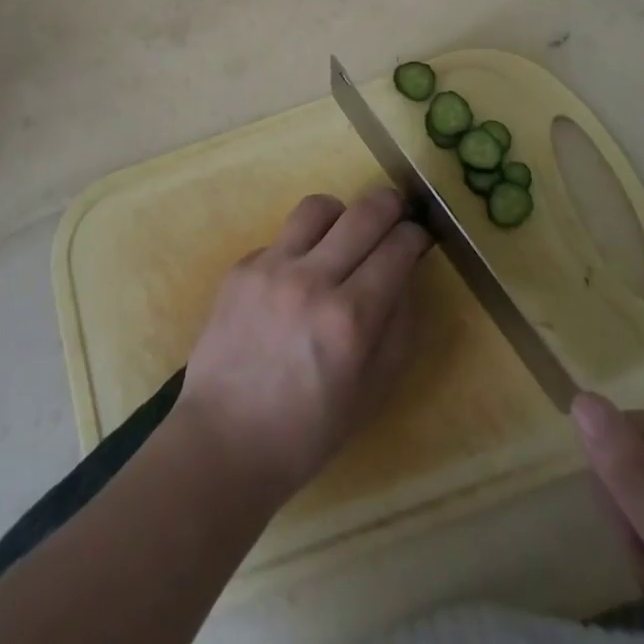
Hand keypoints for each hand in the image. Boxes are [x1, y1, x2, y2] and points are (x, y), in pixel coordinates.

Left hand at [175, 189, 430, 504]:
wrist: (224, 439)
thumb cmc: (307, 431)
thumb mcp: (372, 393)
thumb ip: (398, 328)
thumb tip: (405, 275)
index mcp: (350, 319)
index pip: (396, 249)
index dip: (415, 236)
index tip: (419, 236)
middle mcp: (312, 281)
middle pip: (364, 213)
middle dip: (390, 205)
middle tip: (397, 209)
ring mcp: (271, 267)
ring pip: (318, 207)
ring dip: (341, 213)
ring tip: (344, 233)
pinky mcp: (241, 266)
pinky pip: (282, 237)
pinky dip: (300, 247)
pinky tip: (297, 277)